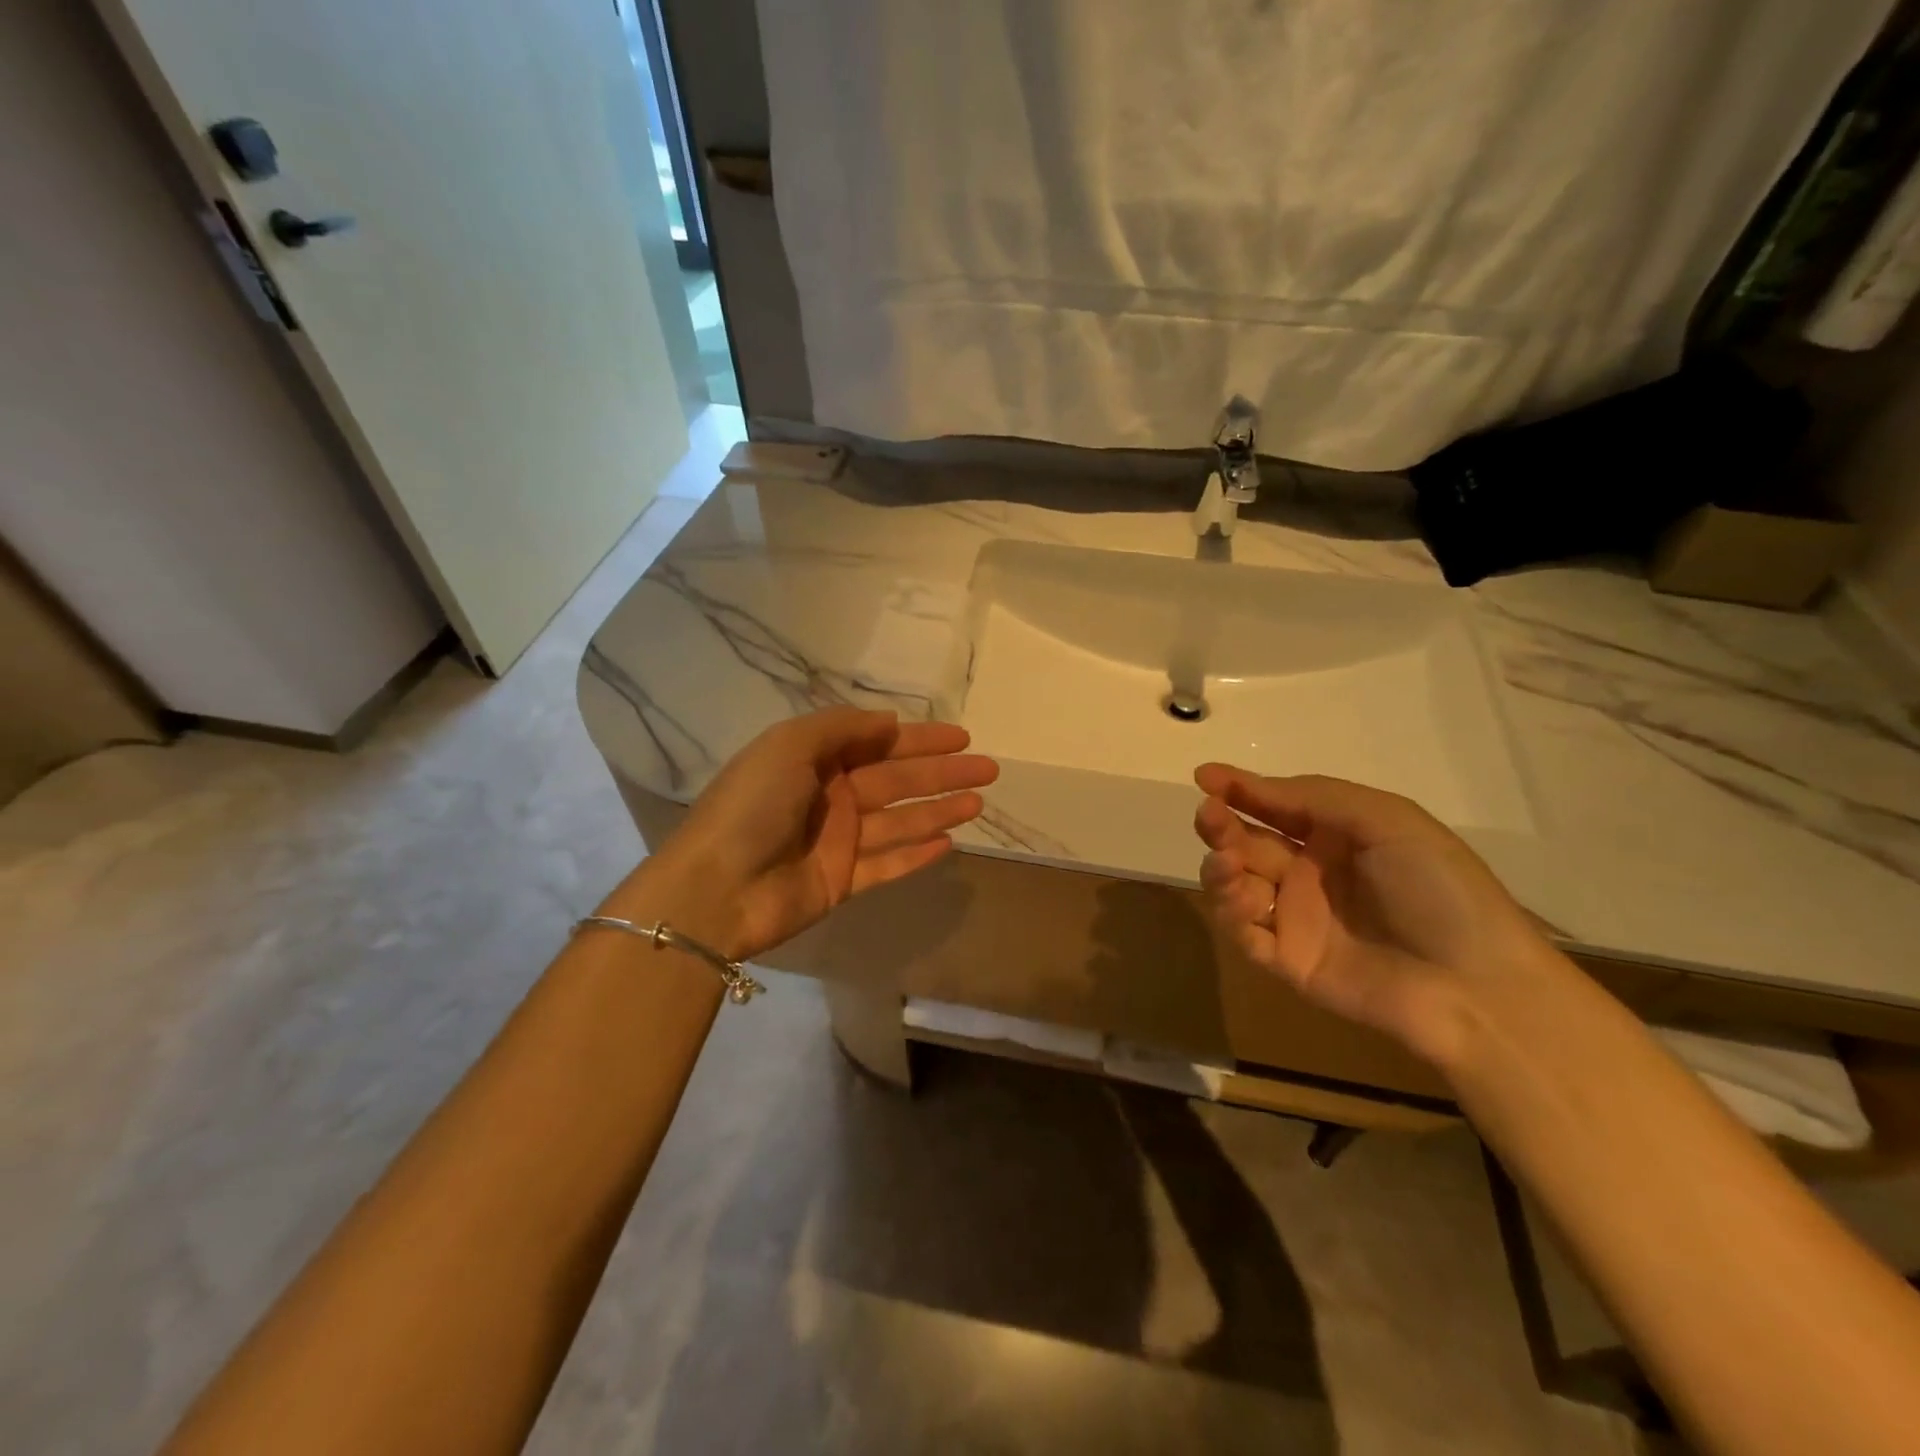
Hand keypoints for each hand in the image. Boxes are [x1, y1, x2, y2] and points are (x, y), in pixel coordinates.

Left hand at [647, 708, 997, 960]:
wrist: (715, 889)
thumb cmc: (752, 807)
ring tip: (979, 803)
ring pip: (900, 821)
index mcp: (815, 761)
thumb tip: (888, 721)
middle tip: (989, 769)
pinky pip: (888, 864)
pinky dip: (916, 854)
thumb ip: (840, 728)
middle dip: (943, 773)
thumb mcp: (789, 746)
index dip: (921, 739)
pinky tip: (949, 844)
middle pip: (898, 780)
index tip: (961, 737)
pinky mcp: (842, 881)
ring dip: (939, 810)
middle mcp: (830, 796)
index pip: (879, 743)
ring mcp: (838, 841)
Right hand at [1192, 765, 1557, 1067]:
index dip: (1239, 789)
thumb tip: (1242, 784)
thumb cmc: (1437, 889)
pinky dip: (1231, 914)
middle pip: (1245, 842)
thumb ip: (1312, 797)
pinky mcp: (1287, 960)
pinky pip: (1244, 934)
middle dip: (1221, 825)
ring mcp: (1295, 917)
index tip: (1203, 776)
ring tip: (1228, 864)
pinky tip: (1245, 901)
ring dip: (1220, 869)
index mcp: (1335, 836)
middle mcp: (1308, 872)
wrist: (1474, 983)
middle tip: (1209, 816)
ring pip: (1235, 885)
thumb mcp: (1385, 820)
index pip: (1274, 806)